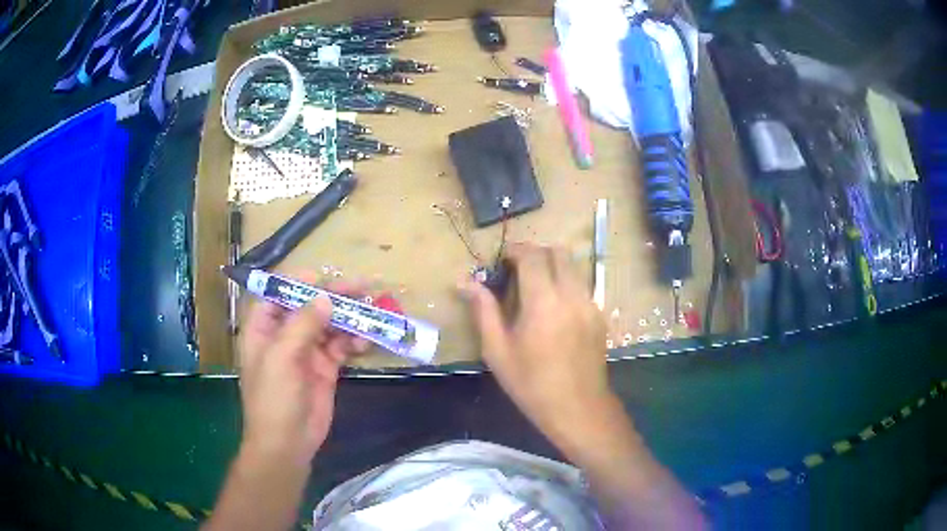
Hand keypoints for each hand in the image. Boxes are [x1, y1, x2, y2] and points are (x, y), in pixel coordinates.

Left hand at [239, 276, 367, 466]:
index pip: (279, 294)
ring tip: (371, 310)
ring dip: (348, 317)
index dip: (299, 282)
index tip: (324, 276)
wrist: (287, 443)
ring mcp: (306, 352)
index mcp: (263, 328)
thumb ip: (303, 324)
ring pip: (329, 325)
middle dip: (333, 296)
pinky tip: (365, 340)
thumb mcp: (282, 357)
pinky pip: (341, 346)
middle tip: (361, 287)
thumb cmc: (274, 398)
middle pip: (309, 306)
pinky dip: (353, 341)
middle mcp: (284, 336)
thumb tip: (325, 298)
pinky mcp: (325, 368)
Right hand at [460, 243, 611, 447]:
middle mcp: (571, 295)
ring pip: (573, 266)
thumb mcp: (497, 350)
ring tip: (534, 289)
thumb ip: (483, 310)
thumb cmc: (531, 383)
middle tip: (516, 270)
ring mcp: (590, 304)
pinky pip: (581, 285)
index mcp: (543, 302)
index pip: (532, 256)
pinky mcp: (599, 315)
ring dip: (552, 266)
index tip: (501, 260)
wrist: (578, 407)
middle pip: (558, 252)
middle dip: (536, 252)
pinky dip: (565, 283)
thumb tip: (464, 282)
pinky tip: (553, 309)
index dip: (515, 250)